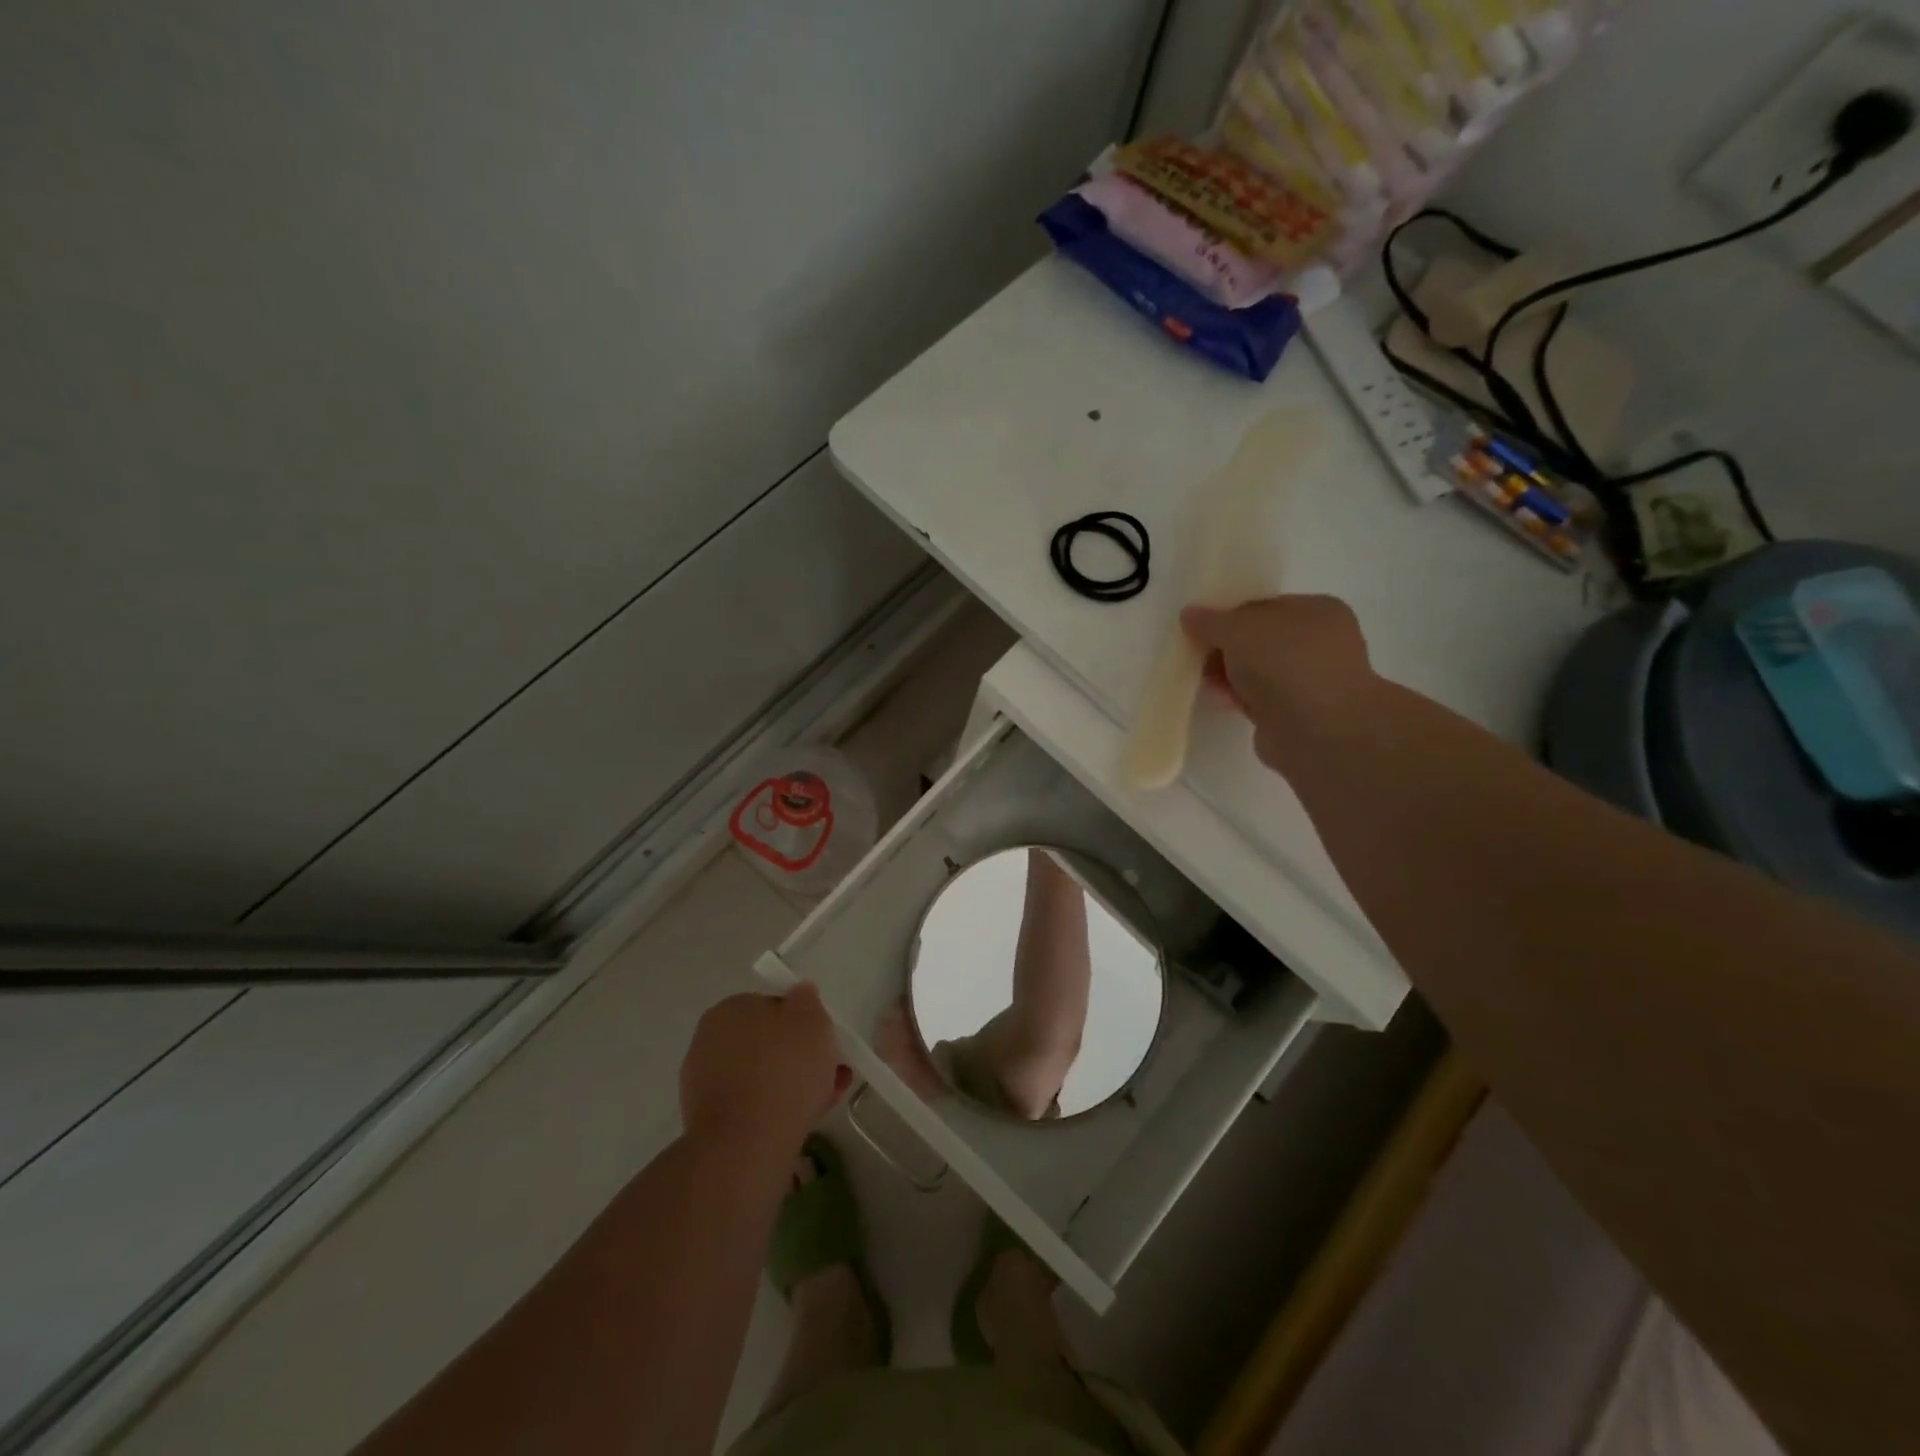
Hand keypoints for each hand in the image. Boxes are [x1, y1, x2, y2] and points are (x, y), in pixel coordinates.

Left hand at [680, 984, 849, 1155]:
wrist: (745, 1146)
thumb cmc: (783, 1070)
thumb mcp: (812, 1020)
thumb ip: (807, 1001)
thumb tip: (800, 992)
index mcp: (728, 1009)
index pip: (771, 1005)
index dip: (801, 1021)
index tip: (822, 1039)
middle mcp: (709, 1041)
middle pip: (766, 1043)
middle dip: (799, 1055)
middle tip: (830, 1071)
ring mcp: (704, 1084)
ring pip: (761, 1076)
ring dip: (792, 1083)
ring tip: (827, 1098)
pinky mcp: (708, 1122)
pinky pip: (752, 1105)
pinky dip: (775, 1108)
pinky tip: (804, 1119)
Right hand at [1181, 595, 1377, 771]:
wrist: (1317, 731)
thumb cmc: (1285, 664)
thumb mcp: (1238, 630)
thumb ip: (1210, 621)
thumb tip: (1190, 614)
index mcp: (1318, 610)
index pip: (1264, 606)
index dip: (1229, 615)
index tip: (1200, 628)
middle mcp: (1320, 642)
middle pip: (1259, 640)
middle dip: (1226, 647)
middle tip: (1197, 654)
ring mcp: (1310, 680)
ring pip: (1258, 671)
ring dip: (1230, 674)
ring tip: (1202, 679)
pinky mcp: (1296, 714)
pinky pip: (1259, 698)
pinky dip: (1239, 697)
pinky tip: (1218, 699)